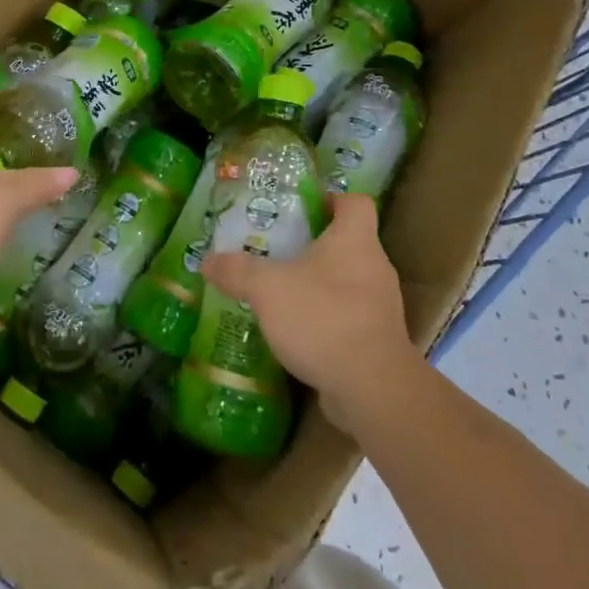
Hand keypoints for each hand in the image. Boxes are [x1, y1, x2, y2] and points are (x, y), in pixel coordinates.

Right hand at [201, 193, 420, 432]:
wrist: (372, 389)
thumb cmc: (322, 317)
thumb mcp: (266, 288)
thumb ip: (236, 270)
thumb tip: (207, 261)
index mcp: (354, 240)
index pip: (355, 202)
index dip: (331, 199)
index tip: (302, 208)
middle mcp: (375, 267)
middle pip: (349, 242)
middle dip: (315, 245)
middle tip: (278, 251)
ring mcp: (381, 307)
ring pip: (348, 282)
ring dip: (319, 285)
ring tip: (282, 293)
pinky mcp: (379, 341)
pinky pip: (350, 317)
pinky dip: (327, 319)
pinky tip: (298, 332)